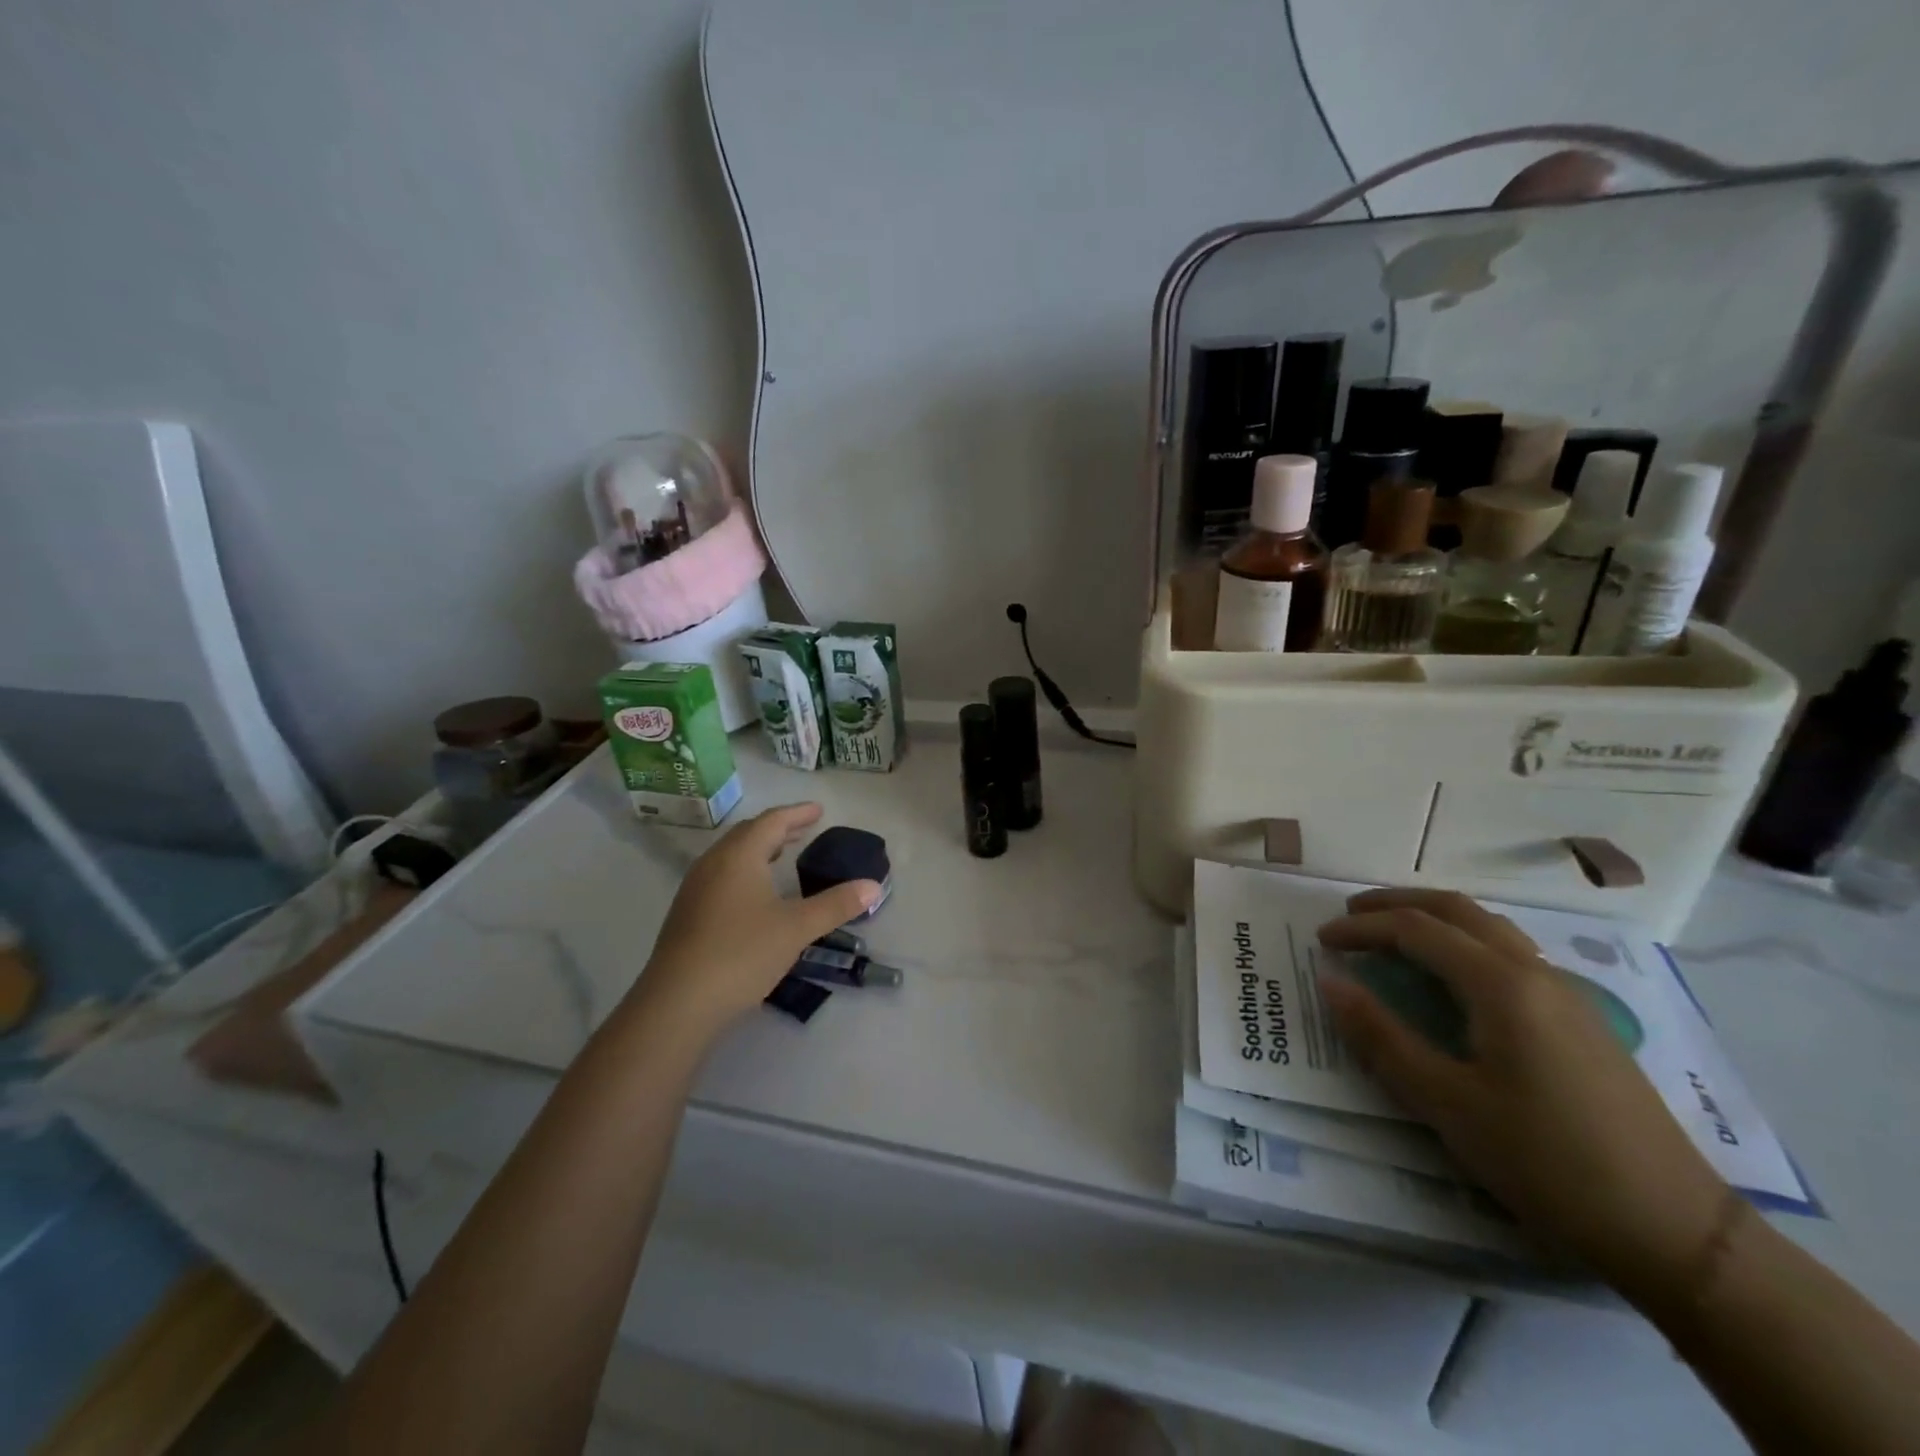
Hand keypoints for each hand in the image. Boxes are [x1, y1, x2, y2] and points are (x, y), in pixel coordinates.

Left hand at [631, 804, 879, 1035]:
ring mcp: (695, 889)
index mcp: (739, 856)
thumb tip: (873, 886)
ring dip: (759, 849)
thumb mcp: (796, 928)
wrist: (678, 1002)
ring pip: (731, 855)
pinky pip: (721, 875)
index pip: (772, 821)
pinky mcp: (687, 914)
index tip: (819, 810)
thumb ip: (835, 904)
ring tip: (782, 855)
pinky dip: (745, 870)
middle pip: (748, 833)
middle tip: (803, 830)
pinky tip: (755, 894)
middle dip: (778, 828)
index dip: (797, 813)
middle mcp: (713, 863)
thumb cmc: (741, 954)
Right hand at [1317, 888, 1728, 1297]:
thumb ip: (1381, 1036)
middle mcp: (1535, 972)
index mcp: (1501, 985)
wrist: (1675, 1230)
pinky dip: (1465, 941)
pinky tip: (1453, 976)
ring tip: (1393, 934)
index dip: (1362, 928)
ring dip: (1435, 917)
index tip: (1321, 939)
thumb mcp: (1446, 1103)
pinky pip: (1511, 952)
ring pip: (1490, 927)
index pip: (1416, 930)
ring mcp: (1566, 994)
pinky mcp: (1582, 1020)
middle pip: (1457, 910)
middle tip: (1351, 914)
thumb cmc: (1546, 1161)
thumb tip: (1329, 980)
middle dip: (1398, 903)